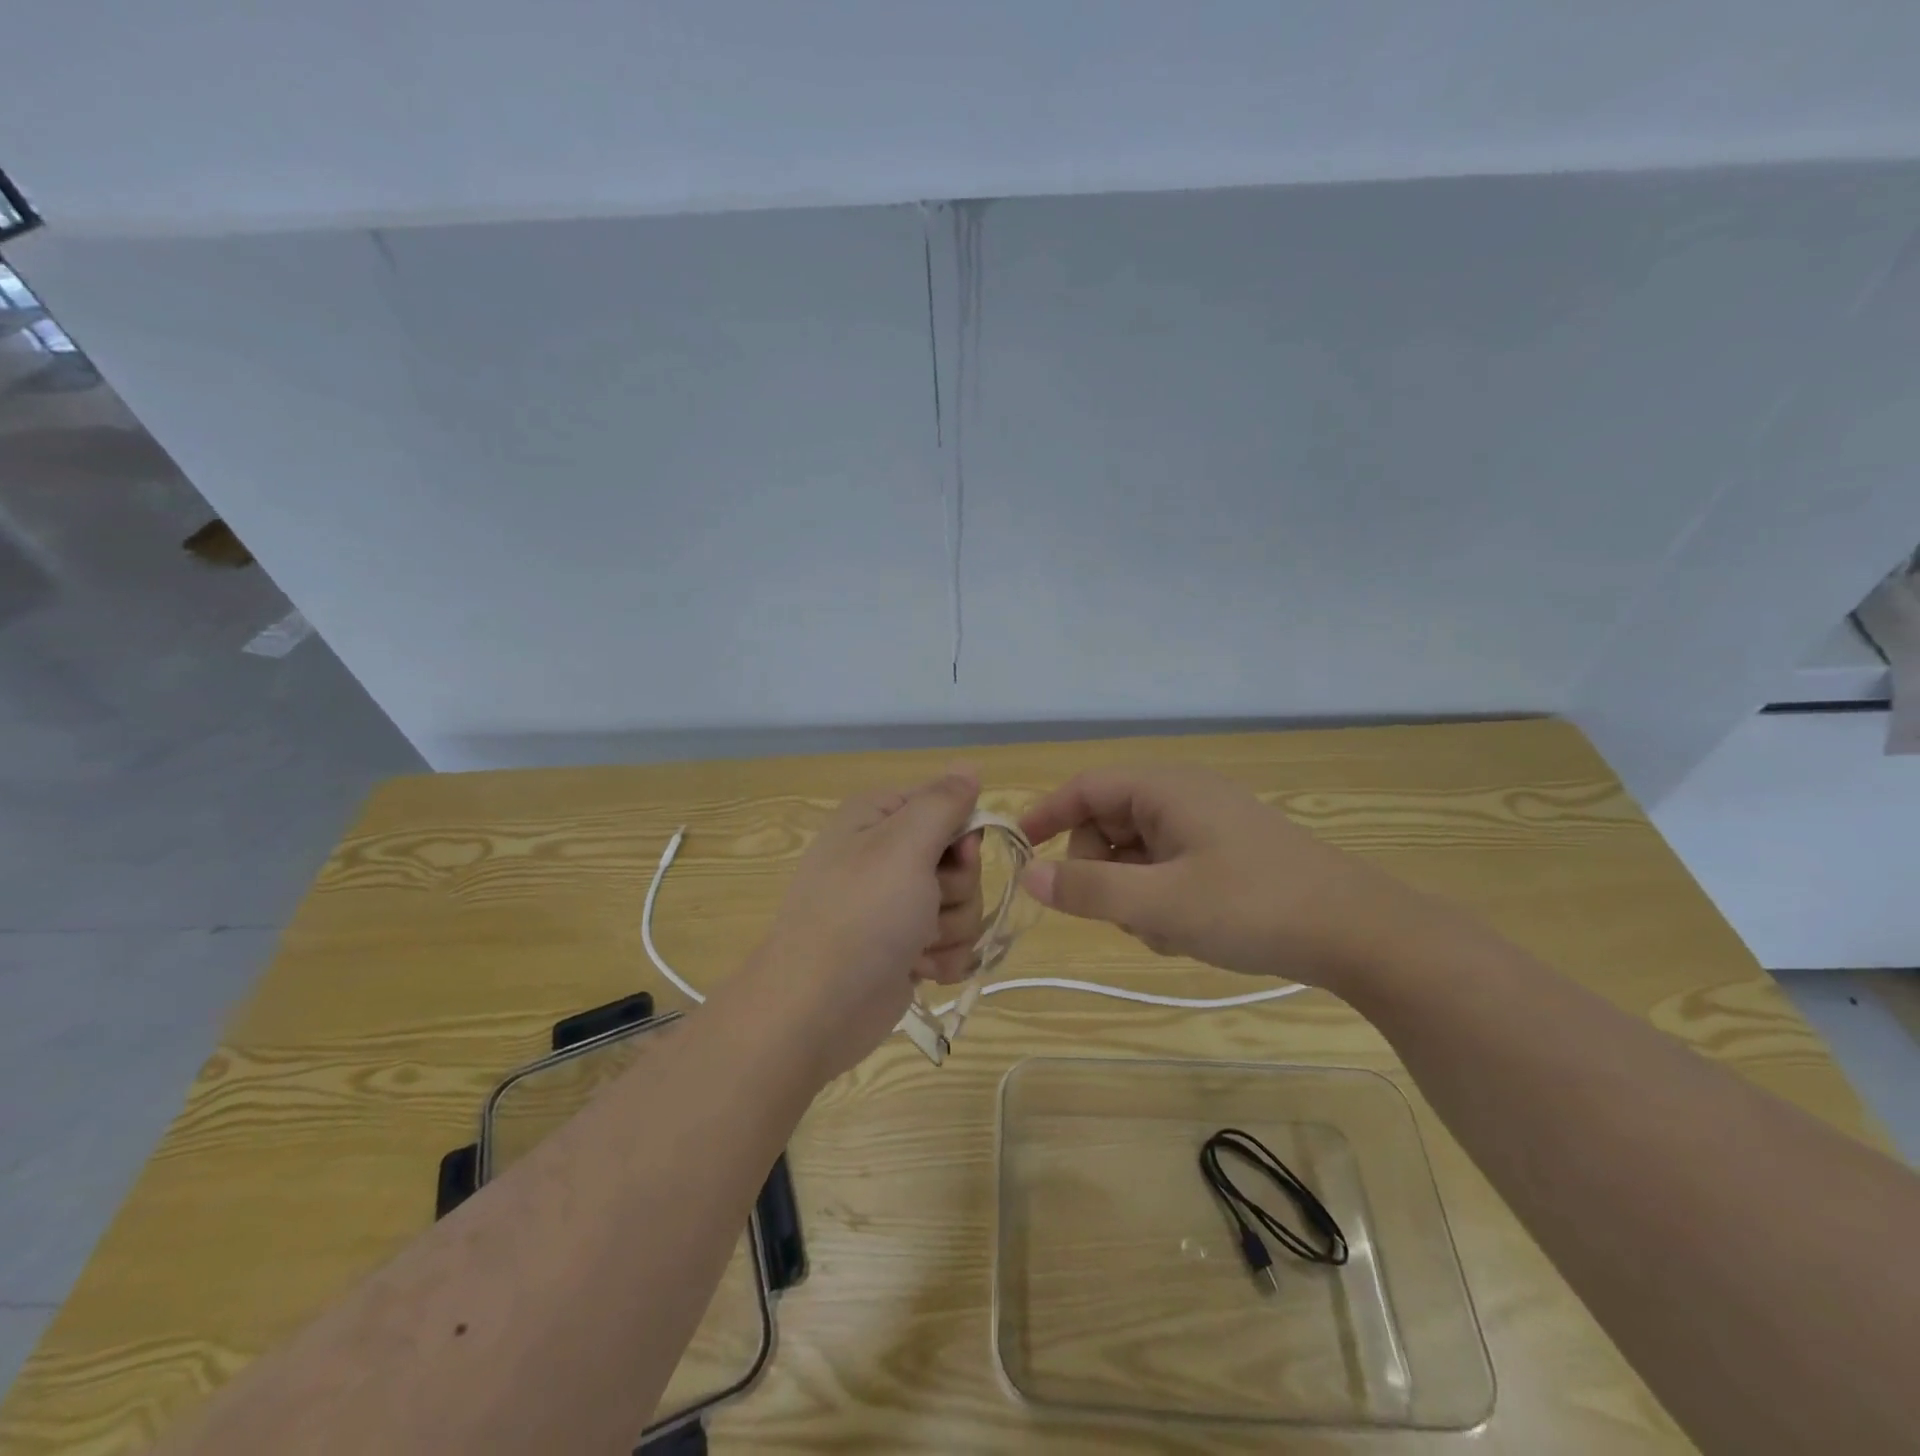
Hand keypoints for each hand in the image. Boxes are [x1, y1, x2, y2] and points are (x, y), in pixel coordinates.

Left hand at [749, 770, 982, 1077]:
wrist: (817, 1008)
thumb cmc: (861, 914)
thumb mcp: (904, 844)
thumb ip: (943, 802)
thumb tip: (969, 765)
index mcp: (879, 818)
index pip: (948, 804)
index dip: (962, 832)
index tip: (958, 854)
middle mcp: (887, 855)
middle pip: (962, 859)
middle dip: (956, 888)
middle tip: (926, 904)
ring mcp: (897, 904)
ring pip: (963, 903)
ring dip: (949, 928)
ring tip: (915, 944)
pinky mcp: (906, 946)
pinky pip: (952, 941)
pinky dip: (940, 957)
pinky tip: (916, 968)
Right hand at [1018, 765, 1414, 988]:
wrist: (1361, 934)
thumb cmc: (1253, 907)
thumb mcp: (1161, 904)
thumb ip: (1089, 889)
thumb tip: (1030, 876)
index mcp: (1166, 789)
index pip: (1086, 787)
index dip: (1047, 814)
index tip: (1019, 849)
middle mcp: (1184, 797)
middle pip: (1110, 823)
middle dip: (1101, 870)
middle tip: (1118, 913)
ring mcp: (1209, 826)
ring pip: (1138, 853)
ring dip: (1134, 893)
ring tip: (1166, 931)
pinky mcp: (1227, 854)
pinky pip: (1169, 868)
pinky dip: (1163, 899)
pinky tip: (1189, 933)